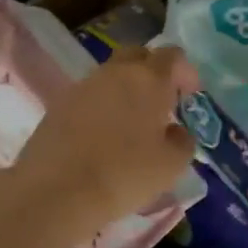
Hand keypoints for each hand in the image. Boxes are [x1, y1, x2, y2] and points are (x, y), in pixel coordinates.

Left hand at [12, 46, 199, 234]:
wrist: (57, 191)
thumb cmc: (125, 175)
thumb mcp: (172, 165)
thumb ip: (183, 141)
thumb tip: (175, 131)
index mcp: (148, 79)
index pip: (172, 56)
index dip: (185, 72)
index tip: (190, 96)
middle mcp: (114, 73)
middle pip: (138, 56)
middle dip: (153, 72)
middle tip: (161, 103)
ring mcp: (83, 86)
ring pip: (111, 76)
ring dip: (125, 90)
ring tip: (131, 123)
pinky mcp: (59, 105)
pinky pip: (89, 96)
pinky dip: (101, 107)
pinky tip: (103, 135)